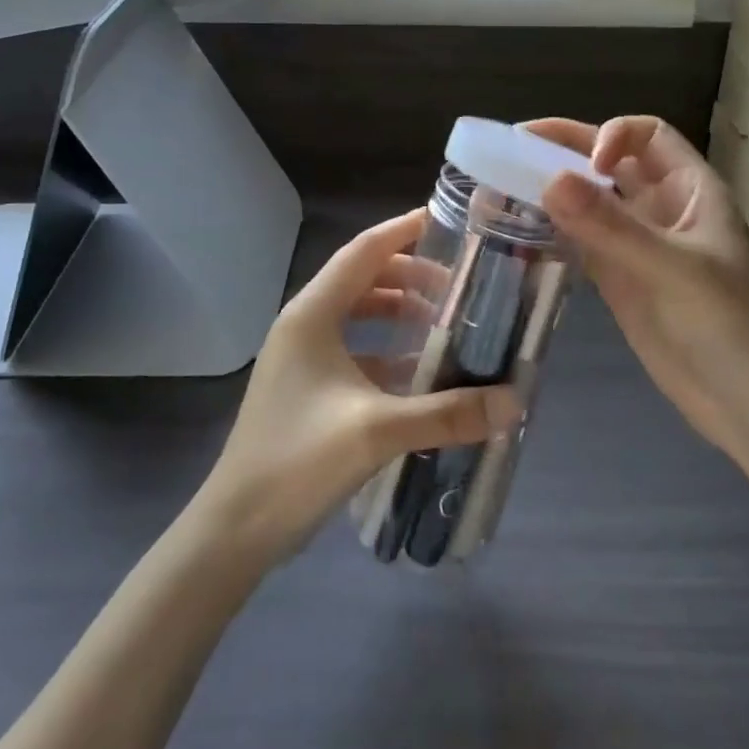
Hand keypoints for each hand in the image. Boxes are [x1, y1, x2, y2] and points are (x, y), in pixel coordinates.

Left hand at [195, 209, 523, 562]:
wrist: (235, 528)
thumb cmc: (298, 462)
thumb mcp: (378, 431)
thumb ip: (447, 413)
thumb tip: (513, 402)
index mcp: (312, 314)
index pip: (364, 251)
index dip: (403, 230)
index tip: (446, 221)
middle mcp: (304, 323)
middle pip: (362, 278)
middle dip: (410, 276)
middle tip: (459, 285)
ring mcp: (301, 355)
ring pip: (357, 313)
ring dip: (398, 311)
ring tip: (444, 322)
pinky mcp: (305, 385)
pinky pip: (353, 347)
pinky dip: (386, 348)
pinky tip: (418, 370)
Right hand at [528, 117, 748, 460]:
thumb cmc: (730, 327)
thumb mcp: (673, 270)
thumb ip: (610, 227)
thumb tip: (548, 179)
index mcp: (690, 190)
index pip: (648, 135)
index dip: (613, 136)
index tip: (586, 166)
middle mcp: (663, 210)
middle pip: (611, 162)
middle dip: (567, 150)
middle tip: (512, 146)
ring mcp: (639, 248)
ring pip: (592, 202)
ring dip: (554, 190)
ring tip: (503, 184)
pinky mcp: (621, 283)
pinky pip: (582, 242)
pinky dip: (554, 231)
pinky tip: (521, 230)